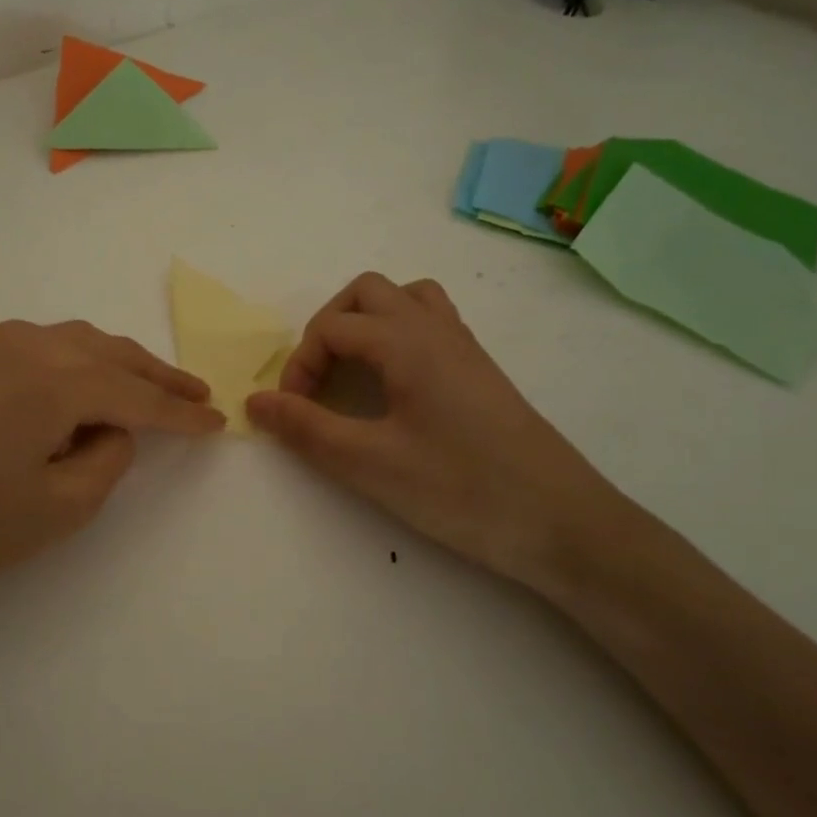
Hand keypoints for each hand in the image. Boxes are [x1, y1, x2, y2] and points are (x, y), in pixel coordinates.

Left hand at [0, 321, 223, 632]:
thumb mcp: (60, 507)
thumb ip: (107, 458)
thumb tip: (113, 429)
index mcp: (59, 380)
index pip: (139, 398)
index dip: (182, 415)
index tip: (217, 422)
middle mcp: (32, 345)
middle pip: (114, 356)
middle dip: (159, 378)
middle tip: (198, 395)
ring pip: (80, 344)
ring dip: (121, 364)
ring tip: (155, 386)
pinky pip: (47, 348)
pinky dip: (82, 362)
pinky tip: (91, 382)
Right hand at [246, 273, 621, 586]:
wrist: (563, 523)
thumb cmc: (461, 489)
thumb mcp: (370, 464)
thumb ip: (306, 428)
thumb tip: (253, 402)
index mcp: (407, 342)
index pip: (332, 328)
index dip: (299, 366)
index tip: (293, 414)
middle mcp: (437, 329)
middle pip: (368, 293)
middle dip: (328, 328)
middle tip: (316, 382)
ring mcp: (464, 348)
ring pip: (406, 300)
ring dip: (366, 323)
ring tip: (351, 373)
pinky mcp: (481, 372)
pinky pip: (431, 324)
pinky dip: (398, 336)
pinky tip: (393, 388)